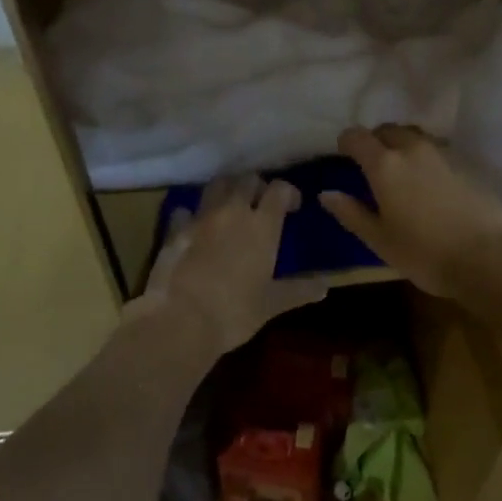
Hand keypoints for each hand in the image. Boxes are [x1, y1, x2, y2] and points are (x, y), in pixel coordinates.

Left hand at [137, 175, 326, 355]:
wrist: (180, 320)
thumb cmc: (234, 313)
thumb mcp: (271, 304)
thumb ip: (299, 290)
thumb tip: (325, 286)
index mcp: (262, 226)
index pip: (279, 189)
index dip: (288, 192)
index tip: (292, 206)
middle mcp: (233, 211)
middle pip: (247, 179)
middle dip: (257, 186)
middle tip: (260, 204)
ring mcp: (202, 217)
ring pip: (217, 185)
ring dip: (227, 190)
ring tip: (230, 207)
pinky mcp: (176, 228)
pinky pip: (185, 210)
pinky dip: (192, 214)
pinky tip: (195, 226)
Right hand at [319, 125, 501, 298]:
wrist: (489, 257)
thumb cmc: (426, 253)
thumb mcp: (380, 240)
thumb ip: (351, 213)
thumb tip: (326, 194)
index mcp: (385, 165)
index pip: (356, 136)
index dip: (346, 142)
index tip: (344, 155)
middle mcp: (412, 149)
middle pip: (387, 130)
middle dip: (375, 140)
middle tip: (372, 164)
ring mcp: (443, 153)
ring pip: (415, 137)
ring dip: (402, 146)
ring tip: (402, 171)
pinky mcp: (466, 164)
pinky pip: (437, 150)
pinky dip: (426, 158)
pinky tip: (430, 183)